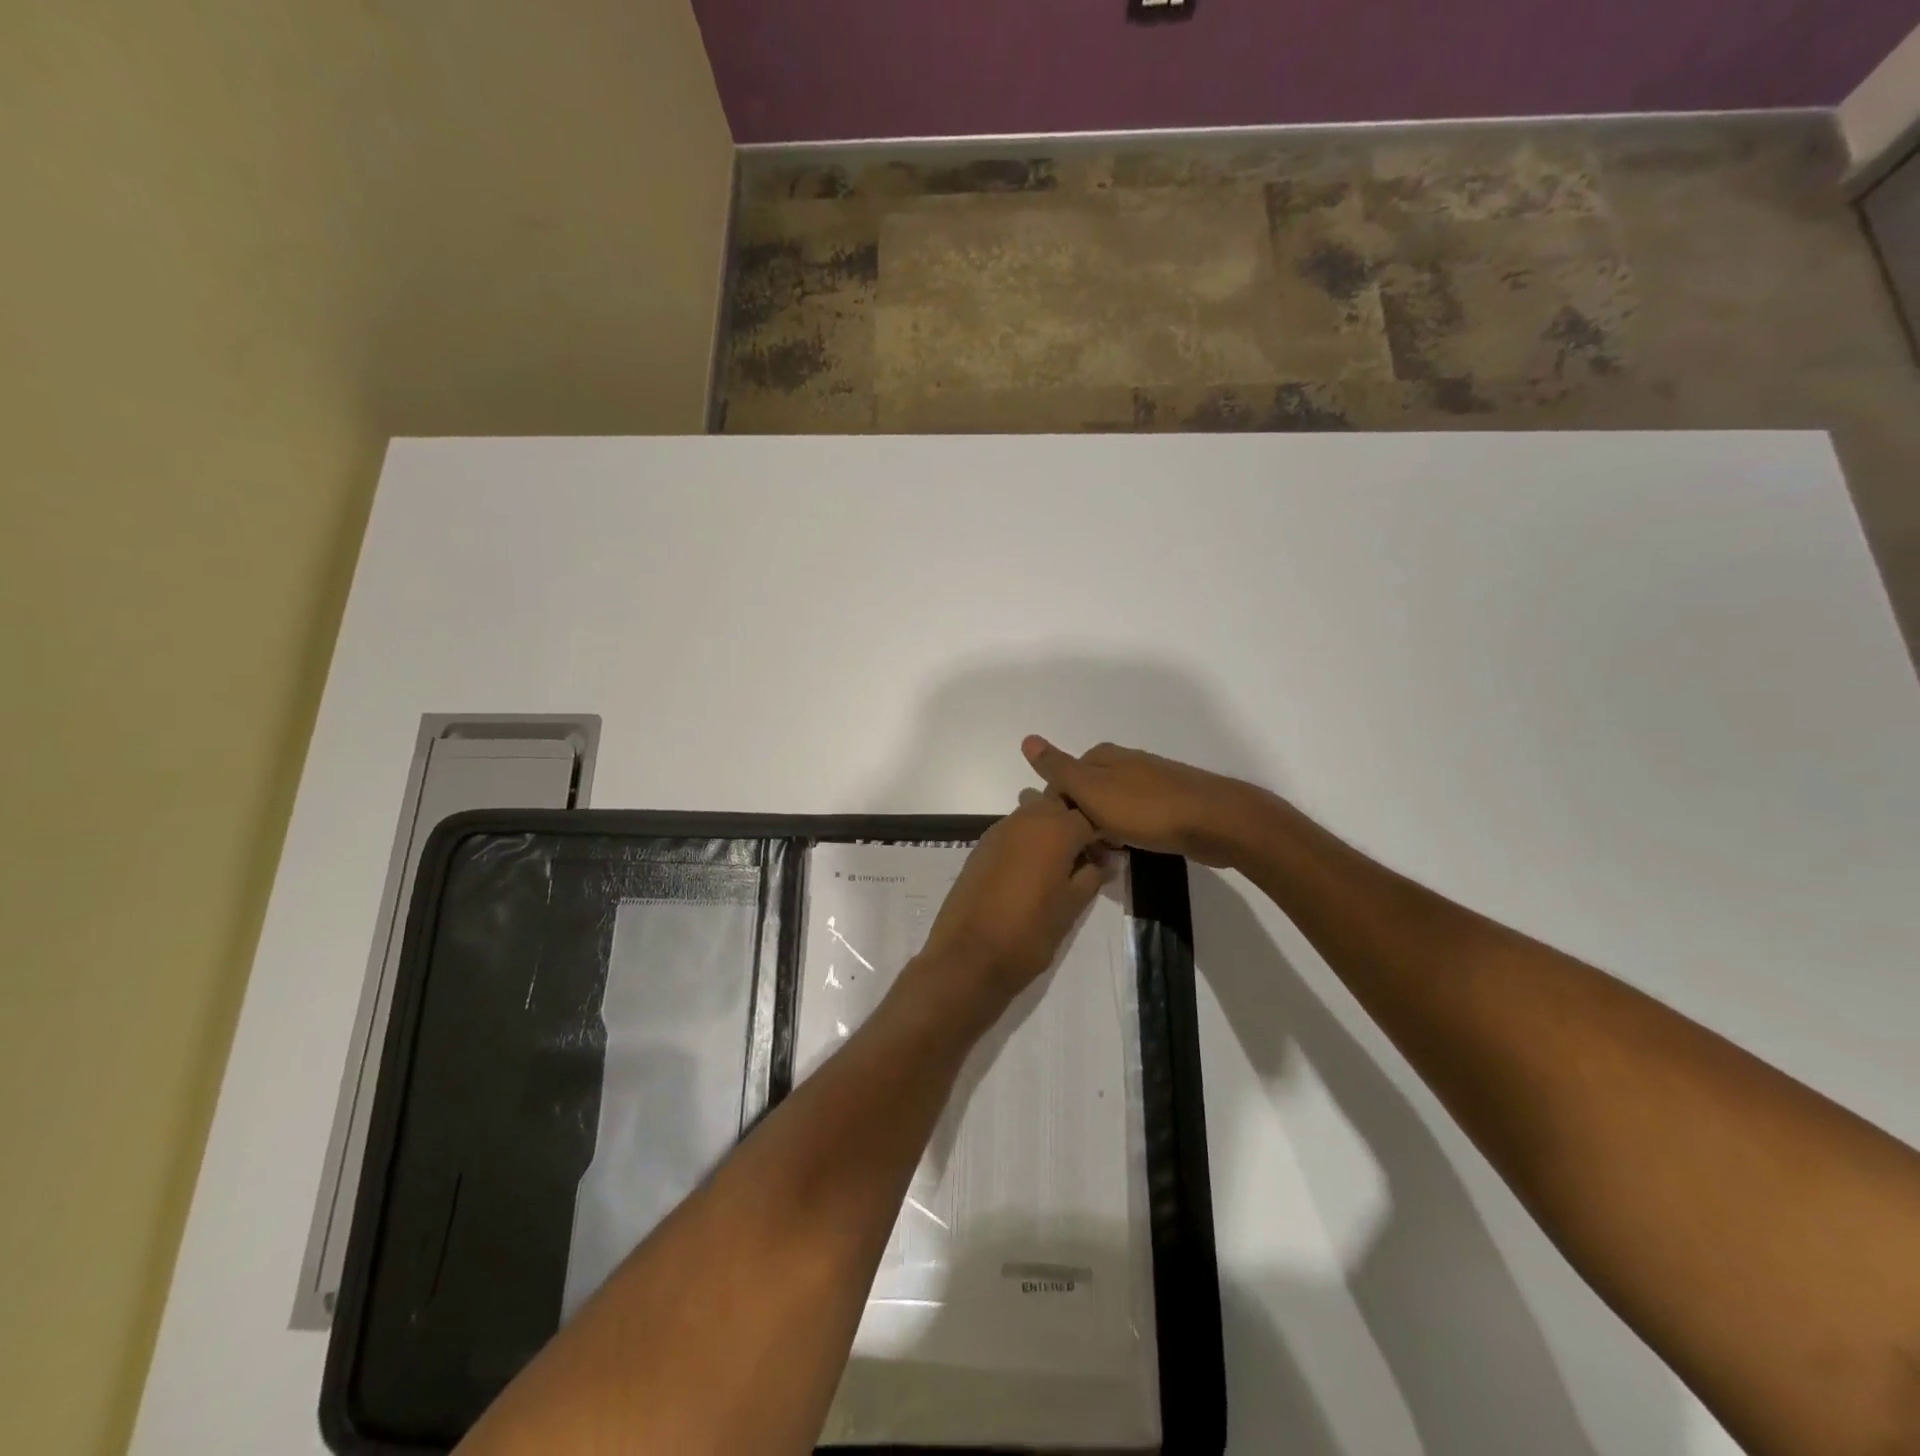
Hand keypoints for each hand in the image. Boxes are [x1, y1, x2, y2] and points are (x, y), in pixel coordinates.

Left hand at [918, 793, 1111, 1013]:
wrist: (969, 955)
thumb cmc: (1030, 932)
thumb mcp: (1071, 907)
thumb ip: (1092, 877)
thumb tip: (1106, 862)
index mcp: (1056, 829)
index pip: (1088, 817)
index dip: (1101, 835)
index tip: (1106, 857)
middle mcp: (1026, 818)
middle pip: (1056, 805)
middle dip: (1071, 824)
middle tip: (1081, 857)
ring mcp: (999, 830)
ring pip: (1031, 813)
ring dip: (1046, 829)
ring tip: (1054, 864)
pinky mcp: (980, 846)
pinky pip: (1011, 831)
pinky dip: (1024, 840)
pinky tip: (1027, 871)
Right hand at [1021, 736, 1258, 866]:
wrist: (1215, 822)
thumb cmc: (1147, 809)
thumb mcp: (1092, 790)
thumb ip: (1059, 768)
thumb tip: (1027, 739)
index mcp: (1103, 756)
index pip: (1062, 779)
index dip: (1057, 807)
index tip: (1062, 835)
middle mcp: (1125, 762)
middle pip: (1086, 791)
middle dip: (1080, 818)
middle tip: (1083, 848)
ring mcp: (1150, 781)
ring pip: (1111, 805)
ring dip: (1104, 827)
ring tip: (1106, 853)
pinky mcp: (1170, 802)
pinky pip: (1135, 816)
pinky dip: (1127, 831)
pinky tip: (1132, 847)